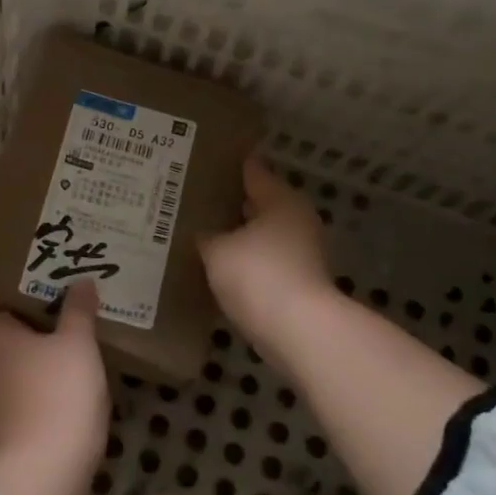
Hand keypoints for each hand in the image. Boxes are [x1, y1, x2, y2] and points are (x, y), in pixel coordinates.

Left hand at [0, 280, 110, 477]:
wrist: (37, 479)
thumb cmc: (59, 396)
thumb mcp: (79, 345)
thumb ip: (79, 311)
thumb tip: (82, 281)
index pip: (11, 312)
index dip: (40, 317)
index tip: (68, 327)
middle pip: (7, 348)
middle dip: (34, 352)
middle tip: (73, 356)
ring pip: (6, 384)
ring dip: (29, 386)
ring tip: (68, 392)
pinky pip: (7, 417)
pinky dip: (26, 417)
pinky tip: (55, 424)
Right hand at [199, 155, 335, 363]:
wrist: (300, 332)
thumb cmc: (259, 275)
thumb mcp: (218, 251)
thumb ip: (207, 236)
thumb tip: (202, 232)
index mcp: (281, 199)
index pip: (253, 171)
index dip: (228, 166)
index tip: (202, 162)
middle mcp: (297, 220)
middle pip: (259, 203)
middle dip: (231, 204)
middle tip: (193, 200)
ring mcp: (302, 253)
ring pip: (261, 235)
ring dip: (238, 236)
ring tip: (201, 234)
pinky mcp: (298, 283)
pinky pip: (264, 262)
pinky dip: (245, 262)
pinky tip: (218, 267)